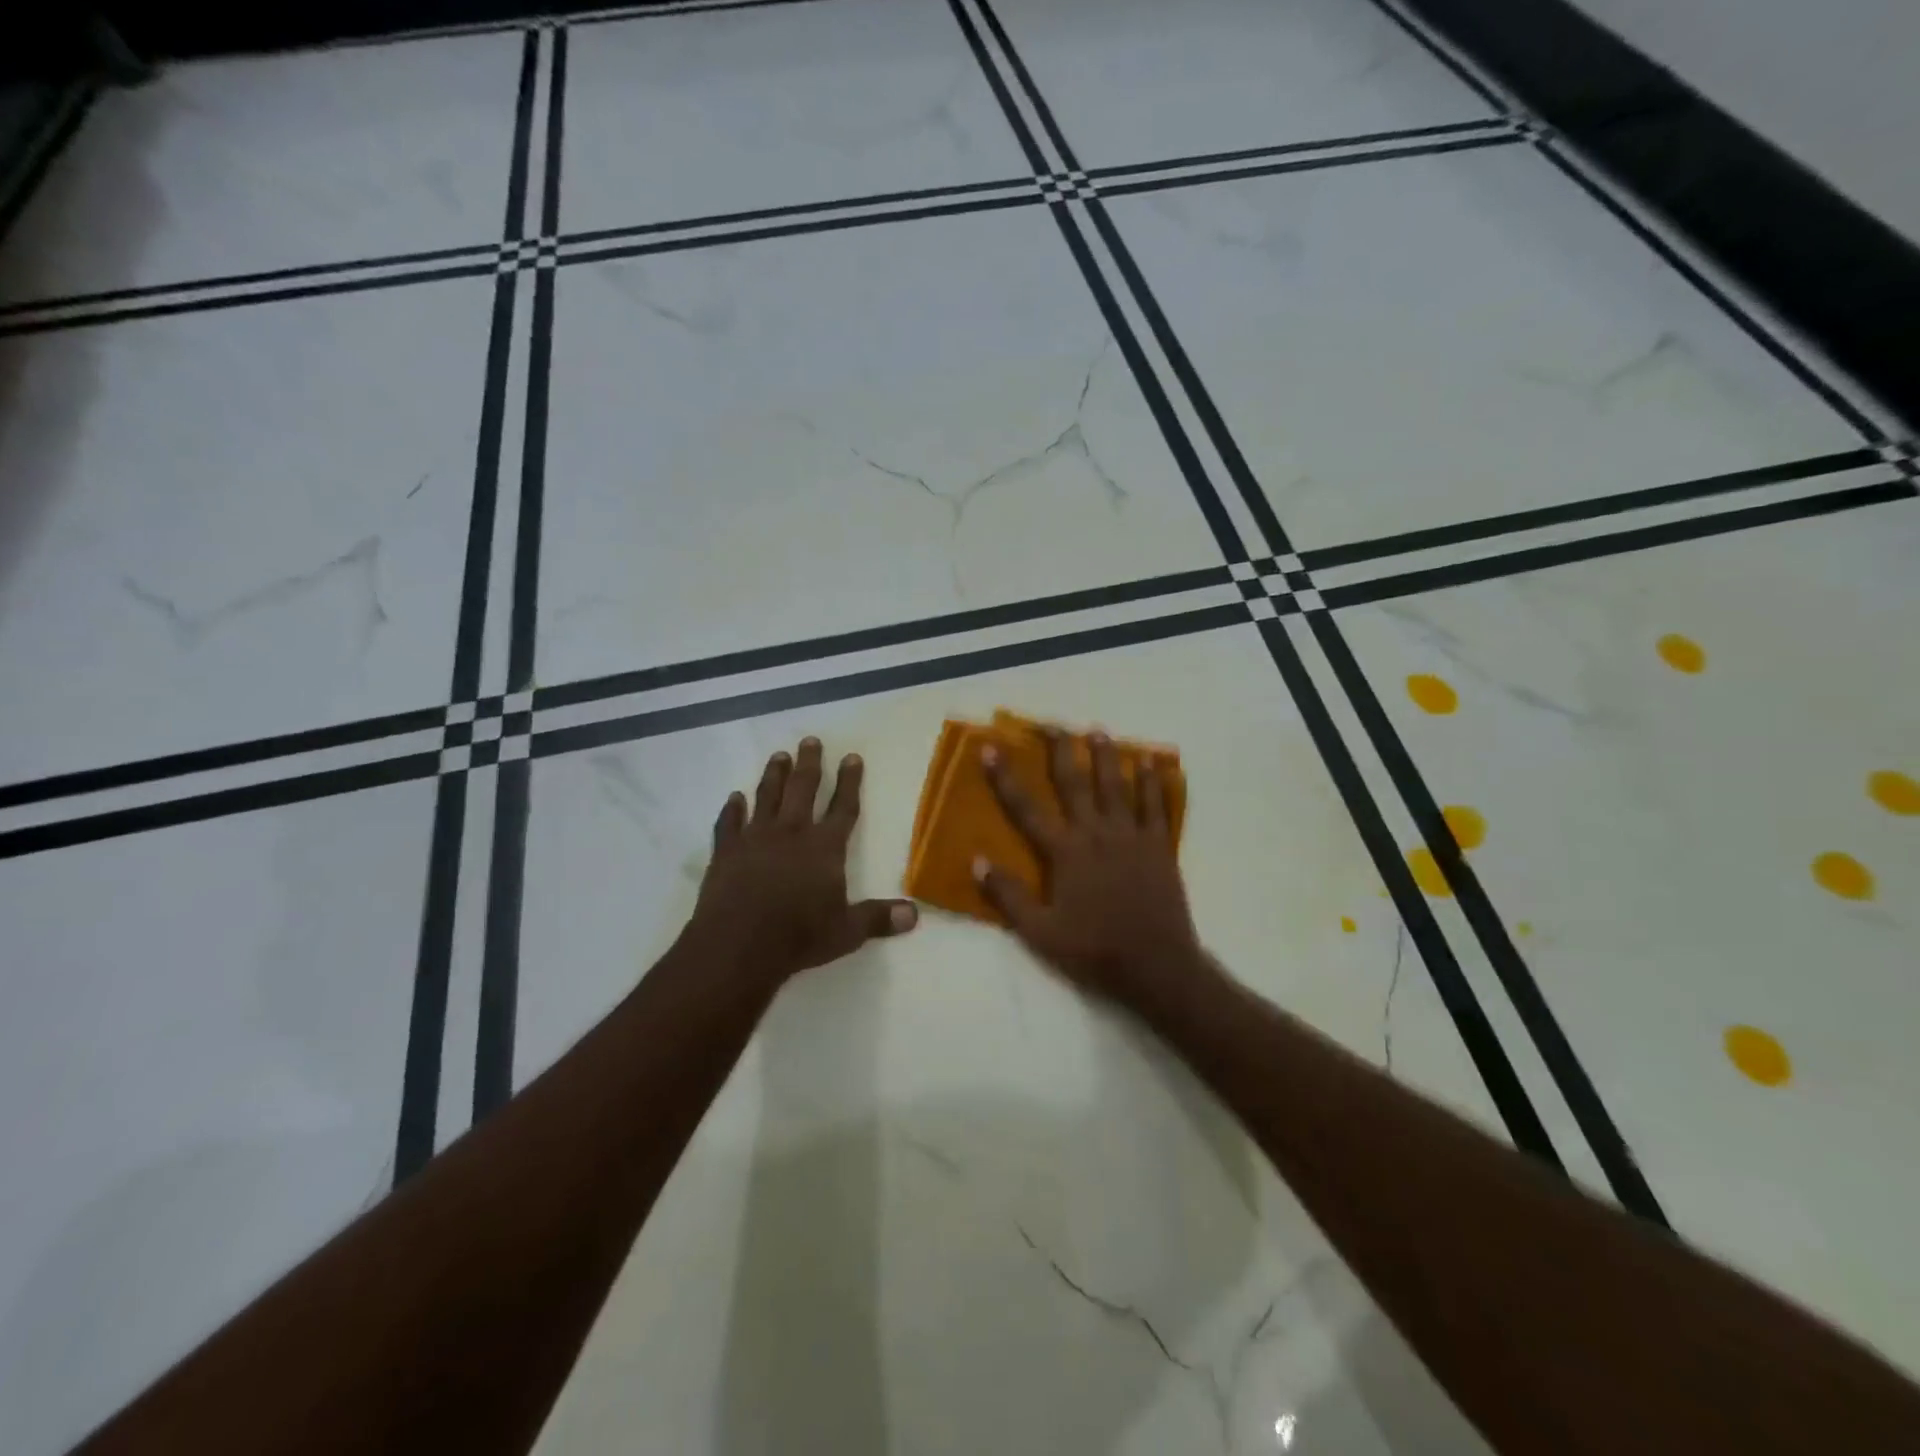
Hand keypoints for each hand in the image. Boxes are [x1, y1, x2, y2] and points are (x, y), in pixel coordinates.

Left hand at [688, 737, 917, 982]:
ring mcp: (755, 838)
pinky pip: (729, 823)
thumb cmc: (799, 937)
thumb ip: (878, 918)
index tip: (852, 757)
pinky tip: (734, 798)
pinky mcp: (726, 851)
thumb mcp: (847, 932)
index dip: (850, 782)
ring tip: (779, 755)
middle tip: (811, 740)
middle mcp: (792, 833)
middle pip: (803, 789)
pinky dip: (732, 809)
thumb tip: (915, 914)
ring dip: (774, 775)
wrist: (738, 945)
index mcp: (825, 848)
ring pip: (766, 796)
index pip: (843, 807)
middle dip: (810, 763)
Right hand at [976, 729, 1210, 1015]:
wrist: (1155, 966)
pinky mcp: (1158, 846)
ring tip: (1097, 731)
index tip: (992, 748)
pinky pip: (1155, 805)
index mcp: (1065, 852)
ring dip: (1105, 756)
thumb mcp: (1040, 932)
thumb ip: (1009, 895)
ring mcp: (1131, 836)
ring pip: (1116, 785)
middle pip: (1075, 782)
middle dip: (1061, 750)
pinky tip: (1150, 762)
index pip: (1027, 808)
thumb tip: (977, 861)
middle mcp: (1096, 833)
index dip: (1006, 778)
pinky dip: (1152, 781)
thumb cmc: (1093, 950)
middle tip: (1052, 723)